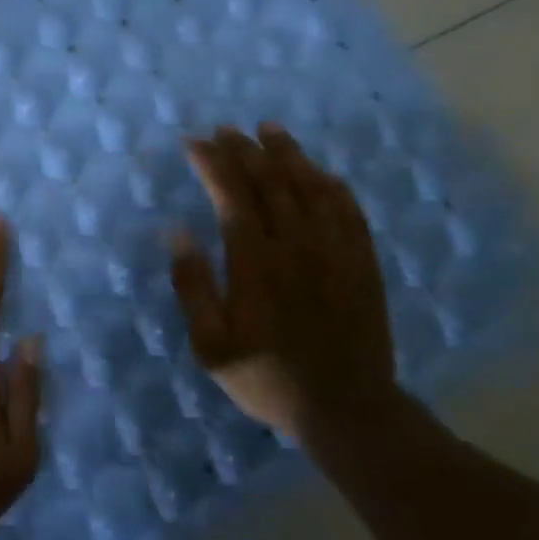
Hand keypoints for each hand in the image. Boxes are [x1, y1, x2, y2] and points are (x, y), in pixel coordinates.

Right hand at [169, 123, 396, 441]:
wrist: (346, 409)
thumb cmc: (266, 377)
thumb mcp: (211, 345)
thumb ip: (193, 286)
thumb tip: (177, 233)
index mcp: (255, 262)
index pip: (232, 196)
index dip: (212, 163)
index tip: (194, 142)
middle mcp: (296, 245)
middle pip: (270, 182)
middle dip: (244, 151)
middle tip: (225, 130)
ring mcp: (335, 251)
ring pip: (310, 187)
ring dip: (287, 155)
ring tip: (269, 130)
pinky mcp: (362, 262)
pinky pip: (348, 210)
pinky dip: (330, 184)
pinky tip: (320, 171)